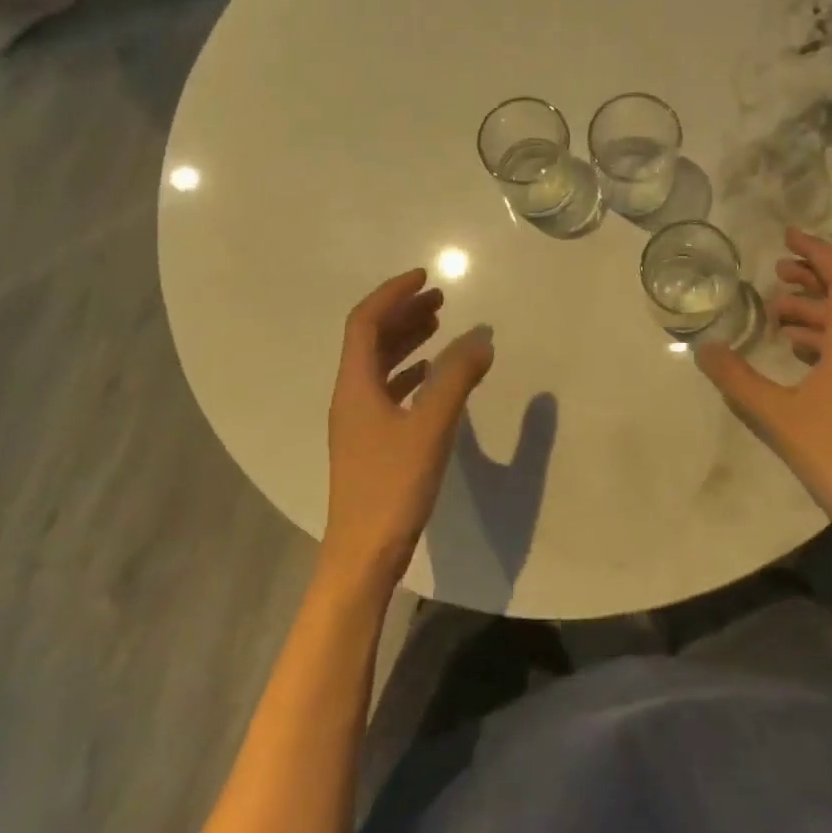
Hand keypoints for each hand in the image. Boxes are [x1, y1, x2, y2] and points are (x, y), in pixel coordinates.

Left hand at [322, 269, 493, 589]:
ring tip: (439, 325)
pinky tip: (430, 376)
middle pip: (370, 339)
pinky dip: (409, 372)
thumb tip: (481, 338)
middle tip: (439, 298)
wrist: (362, 555)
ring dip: (406, 340)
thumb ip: (457, 379)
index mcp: (355, 385)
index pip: (365, 322)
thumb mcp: (431, 427)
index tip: (425, 277)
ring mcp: (357, 421)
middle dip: (403, 312)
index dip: (393, 294)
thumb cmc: (393, 486)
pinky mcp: (369, 442)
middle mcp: (350, 396)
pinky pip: (387, 390)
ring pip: (378, 364)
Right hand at [696, 228, 831, 529]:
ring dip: (814, 308)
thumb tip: (705, 349)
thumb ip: (738, 379)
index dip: (816, 252)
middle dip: (814, 275)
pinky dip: (820, 335)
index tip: (788, 235)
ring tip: (775, 312)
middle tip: (777, 270)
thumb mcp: (776, 413)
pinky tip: (794, 350)